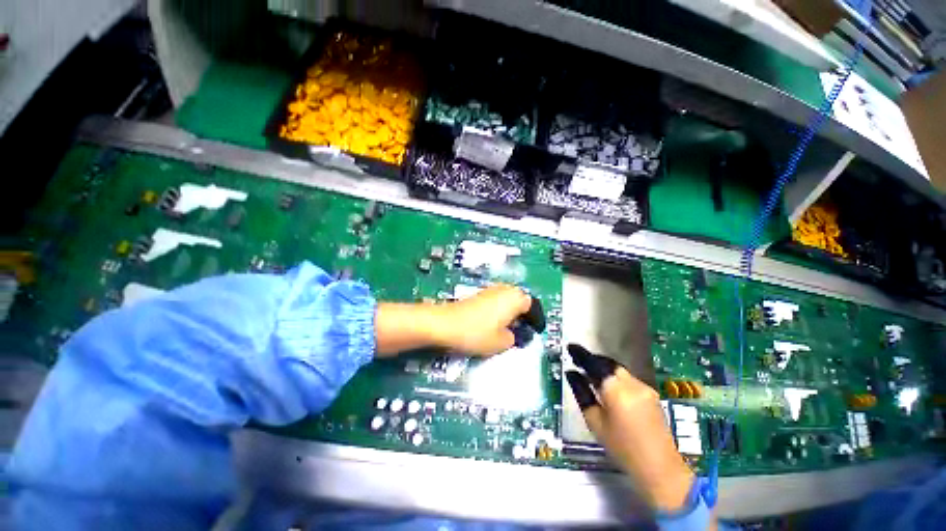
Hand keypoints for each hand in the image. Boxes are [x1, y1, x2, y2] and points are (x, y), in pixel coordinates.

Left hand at [432, 284, 533, 355]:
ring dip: (510, 312)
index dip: (535, 320)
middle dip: (522, 315)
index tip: (534, 331)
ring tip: (506, 329)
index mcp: (515, 298)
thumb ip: (515, 338)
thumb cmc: (476, 333)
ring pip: (507, 300)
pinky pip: (495, 301)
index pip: (533, 306)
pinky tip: (492, 324)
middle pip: (520, 300)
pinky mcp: (478, 294)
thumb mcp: (502, 342)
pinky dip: (498, 311)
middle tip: (521, 331)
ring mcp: (489, 290)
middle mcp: (504, 289)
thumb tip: (513, 335)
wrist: (445, 324)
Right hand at [565, 344, 695, 511]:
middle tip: (578, 360)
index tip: (570, 347)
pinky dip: (615, 378)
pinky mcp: (652, 395)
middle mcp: (632, 383)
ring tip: (591, 373)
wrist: (659, 468)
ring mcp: (645, 388)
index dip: (580, 354)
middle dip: (593, 360)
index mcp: (615, 389)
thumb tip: (572, 374)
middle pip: (609, 364)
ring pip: (619, 370)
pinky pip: (628, 379)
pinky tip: (609, 387)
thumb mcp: (595, 422)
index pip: (594, 364)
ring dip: (604, 369)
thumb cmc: (622, 447)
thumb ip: (582, 393)